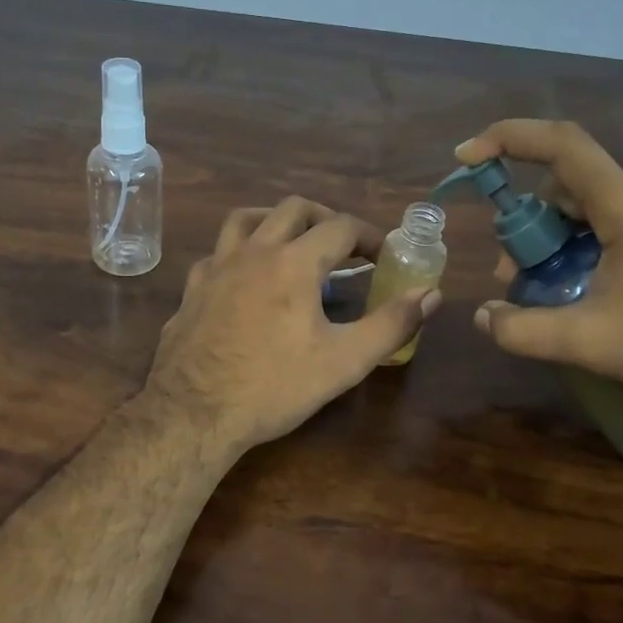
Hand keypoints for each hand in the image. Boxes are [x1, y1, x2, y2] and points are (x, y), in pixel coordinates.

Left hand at [143, 197, 441, 454]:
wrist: (194, 413)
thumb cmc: (274, 387)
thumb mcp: (345, 361)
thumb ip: (391, 324)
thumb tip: (431, 294)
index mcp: (293, 263)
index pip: (341, 227)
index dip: (370, 236)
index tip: (384, 255)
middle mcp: (253, 252)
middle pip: (292, 209)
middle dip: (325, 218)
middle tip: (343, 245)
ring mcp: (215, 268)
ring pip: (245, 219)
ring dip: (275, 221)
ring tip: (292, 242)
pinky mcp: (191, 290)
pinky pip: (217, 254)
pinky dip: (238, 254)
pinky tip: (244, 278)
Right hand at [457, 120, 622, 422]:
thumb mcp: (591, 345)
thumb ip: (523, 330)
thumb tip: (483, 316)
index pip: (564, 146)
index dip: (509, 138)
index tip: (467, 157)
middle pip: (569, 185)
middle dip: (527, 224)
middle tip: (510, 276)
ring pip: (591, 208)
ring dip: (554, 240)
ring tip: (545, 291)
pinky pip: (617, 225)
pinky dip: (584, 247)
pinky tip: (585, 291)